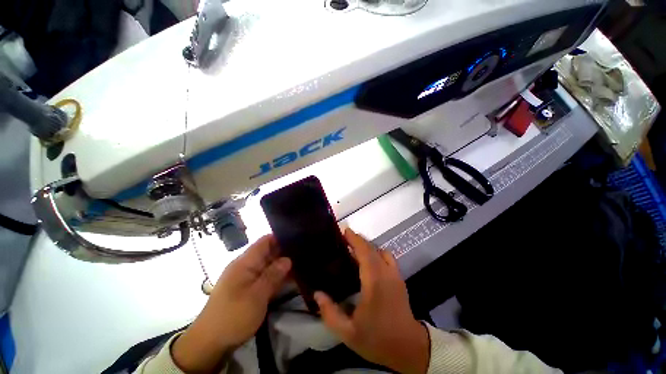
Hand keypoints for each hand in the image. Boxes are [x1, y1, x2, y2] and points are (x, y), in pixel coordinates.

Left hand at [172, 235, 291, 372]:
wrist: (210, 343)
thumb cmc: (233, 317)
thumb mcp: (256, 296)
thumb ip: (273, 275)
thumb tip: (288, 259)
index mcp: (246, 262)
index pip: (265, 241)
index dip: (281, 237)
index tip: (298, 238)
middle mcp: (247, 266)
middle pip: (269, 252)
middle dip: (286, 251)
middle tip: (305, 252)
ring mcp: (249, 277)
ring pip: (269, 265)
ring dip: (283, 265)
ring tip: (303, 263)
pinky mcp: (250, 288)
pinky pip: (267, 277)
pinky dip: (278, 276)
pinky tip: (292, 278)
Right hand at [314, 229, 429, 373]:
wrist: (409, 348)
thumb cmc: (378, 339)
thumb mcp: (348, 333)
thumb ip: (330, 313)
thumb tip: (317, 294)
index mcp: (374, 282)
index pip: (364, 252)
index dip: (354, 239)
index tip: (344, 230)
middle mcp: (386, 273)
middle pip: (371, 248)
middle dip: (358, 239)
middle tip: (343, 238)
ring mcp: (395, 274)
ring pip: (380, 250)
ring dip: (366, 245)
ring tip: (353, 247)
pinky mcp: (399, 278)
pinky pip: (387, 257)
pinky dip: (376, 252)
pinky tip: (368, 260)